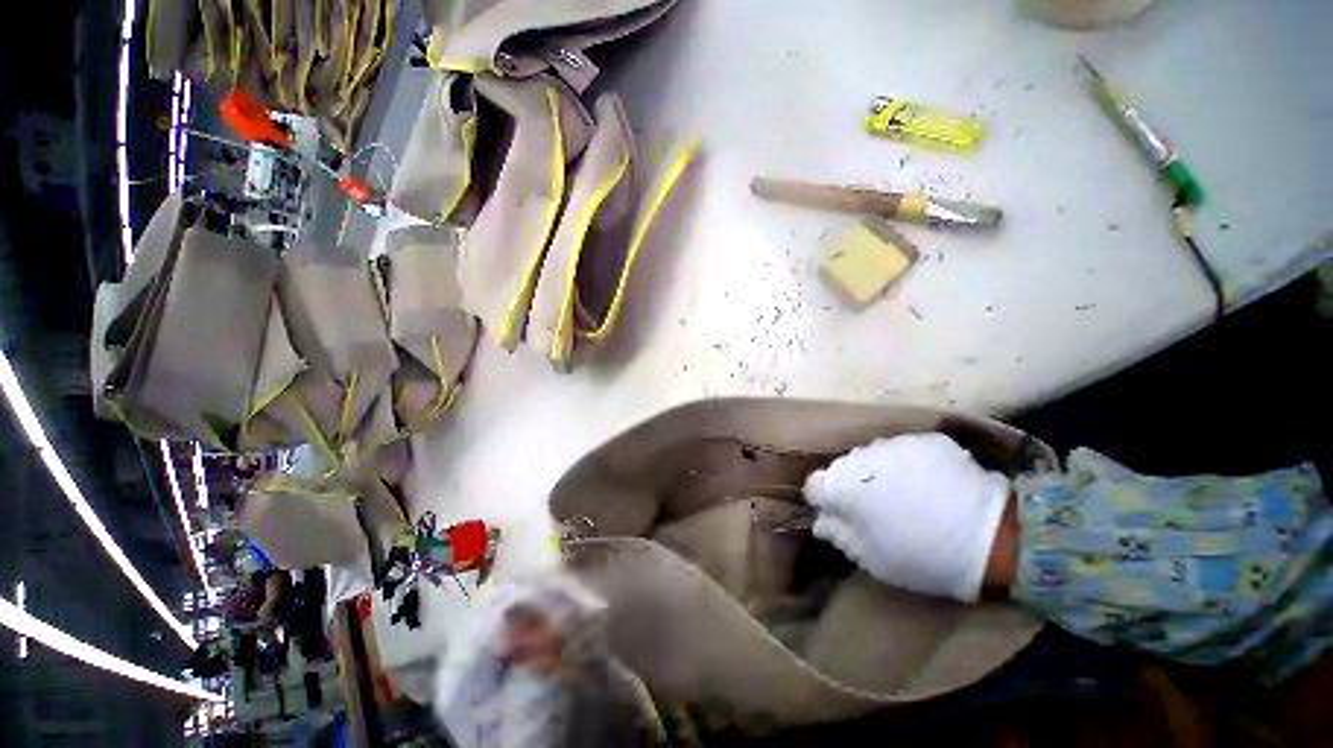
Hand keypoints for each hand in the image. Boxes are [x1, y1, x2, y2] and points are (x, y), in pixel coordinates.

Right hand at [803, 433, 1011, 601]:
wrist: (993, 537)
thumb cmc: (924, 556)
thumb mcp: (873, 560)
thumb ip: (839, 535)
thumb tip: (820, 519)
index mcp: (843, 487)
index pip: (815, 485)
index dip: (825, 500)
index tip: (842, 514)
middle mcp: (861, 457)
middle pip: (842, 467)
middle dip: (851, 484)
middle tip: (876, 508)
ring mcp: (893, 444)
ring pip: (870, 456)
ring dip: (877, 471)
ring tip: (904, 493)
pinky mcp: (923, 439)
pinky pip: (902, 450)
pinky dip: (907, 463)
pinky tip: (927, 482)